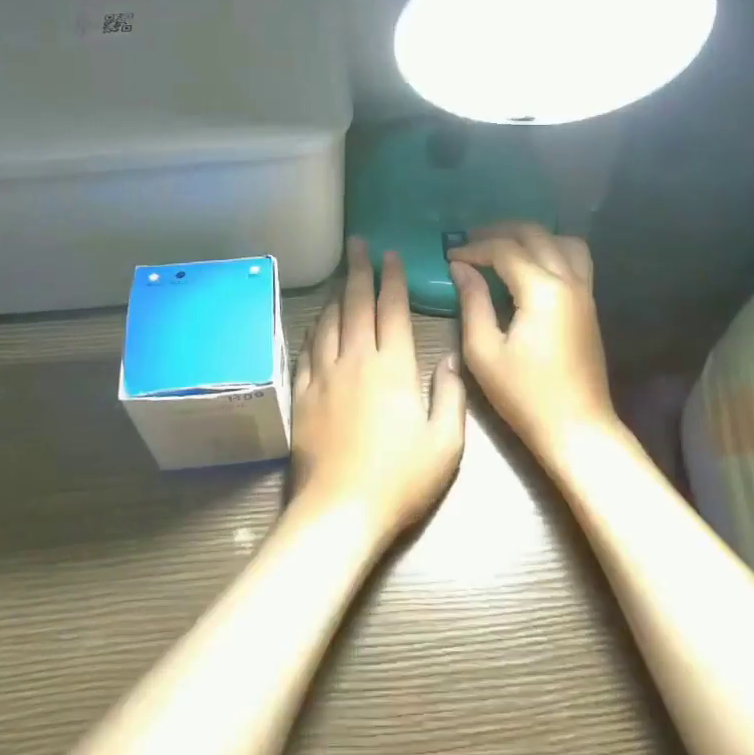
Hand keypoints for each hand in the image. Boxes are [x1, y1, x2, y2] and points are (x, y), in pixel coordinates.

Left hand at [289, 239, 466, 545]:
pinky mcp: (302, 395)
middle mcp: (356, 360)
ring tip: (340, 276)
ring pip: (329, 322)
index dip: (392, 279)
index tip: (391, 255)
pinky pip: (306, 351)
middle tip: (357, 244)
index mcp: (393, 366)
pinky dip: (313, 330)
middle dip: (359, 271)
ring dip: (336, 294)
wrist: (340, 510)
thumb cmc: (400, 478)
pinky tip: (316, 322)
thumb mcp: (445, 443)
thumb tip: (447, 356)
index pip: (392, 309)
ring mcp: (324, 376)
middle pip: (356, 304)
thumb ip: (450, 394)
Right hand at [447, 224, 618, 468]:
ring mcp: (585, 291)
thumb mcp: (485, 352)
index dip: (474, 248)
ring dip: (531, 236)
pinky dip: (553, 249)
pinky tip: (532, 265)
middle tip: (471, 241)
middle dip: (500, 232)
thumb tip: (461, 268)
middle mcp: (568, 281)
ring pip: (561, 240)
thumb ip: (472, 302)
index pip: (505, 250)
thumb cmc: (526, 396)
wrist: (578, 429)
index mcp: (542, 291)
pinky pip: (576, 259)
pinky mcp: (590, 304)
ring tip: (503, 247)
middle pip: (535, 234)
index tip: (450, 256)